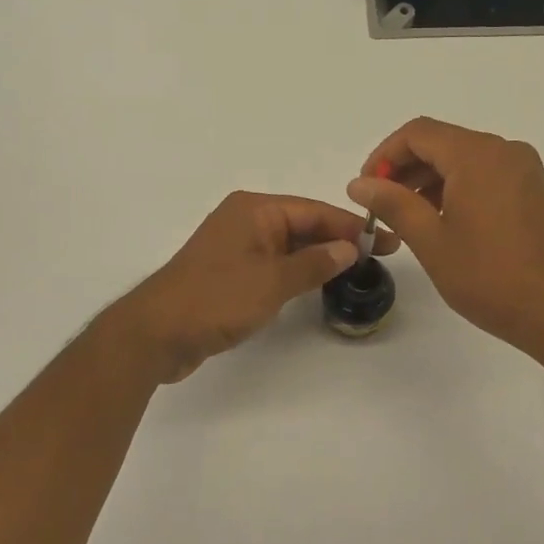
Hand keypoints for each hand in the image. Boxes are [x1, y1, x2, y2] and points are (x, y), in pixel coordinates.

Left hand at [109, 192, 400, 382]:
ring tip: (357, 270)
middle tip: (378, 257)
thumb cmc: (216, 299)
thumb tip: (348, 249)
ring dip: (319, 256)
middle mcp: (245, 220)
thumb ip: (314, 264)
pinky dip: (297, 271)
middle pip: (302, 225)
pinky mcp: (230, 272)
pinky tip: (317, 283)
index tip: (386, 240)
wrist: (157, 333)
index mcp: (254, 210)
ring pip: (289, 246)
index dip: (351, 226)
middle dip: (338, 240)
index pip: (314, 211)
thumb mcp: (272, 281)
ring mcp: (236, 247)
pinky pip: (274, 264)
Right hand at [348, 117, 543, 365]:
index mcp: (476, 155)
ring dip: (430, 180)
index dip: (384, 155)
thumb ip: (392, 204)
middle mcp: (504, 151)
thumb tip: (359, 184)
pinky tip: (443, 222)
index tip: (366, 188)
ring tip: (407, 217)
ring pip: (464, 160)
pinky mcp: (535, 192)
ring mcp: (524, 171)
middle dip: (405, 168)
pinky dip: (457, 188)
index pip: (417, 133)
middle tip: (380, 205)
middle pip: (442, 143)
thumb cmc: (490, 276)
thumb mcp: (431, 241)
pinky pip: (486, 175)